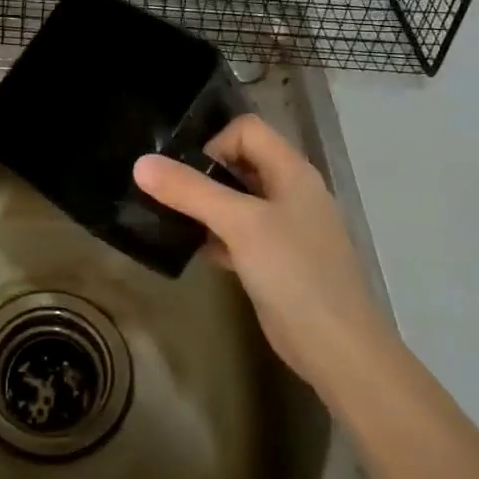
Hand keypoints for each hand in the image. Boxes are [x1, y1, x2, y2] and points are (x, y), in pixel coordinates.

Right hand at [133, 115, 396, 407]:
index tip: (187, 176)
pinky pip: (240, 233)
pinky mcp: (276, 260)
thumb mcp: (240, 225)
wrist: (337, 349)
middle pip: (240, 162)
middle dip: (203, 175)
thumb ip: (190, 191)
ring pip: (237, 200)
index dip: (214, 143)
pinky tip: (198, 252)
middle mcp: (291, 191)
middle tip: (170, 197)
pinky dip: (217, 236)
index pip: (246, 129)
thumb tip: (141, 163)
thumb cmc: (293, 273)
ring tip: (175, 222)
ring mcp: (285, 228)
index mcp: (292, 171)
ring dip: (206, 207)